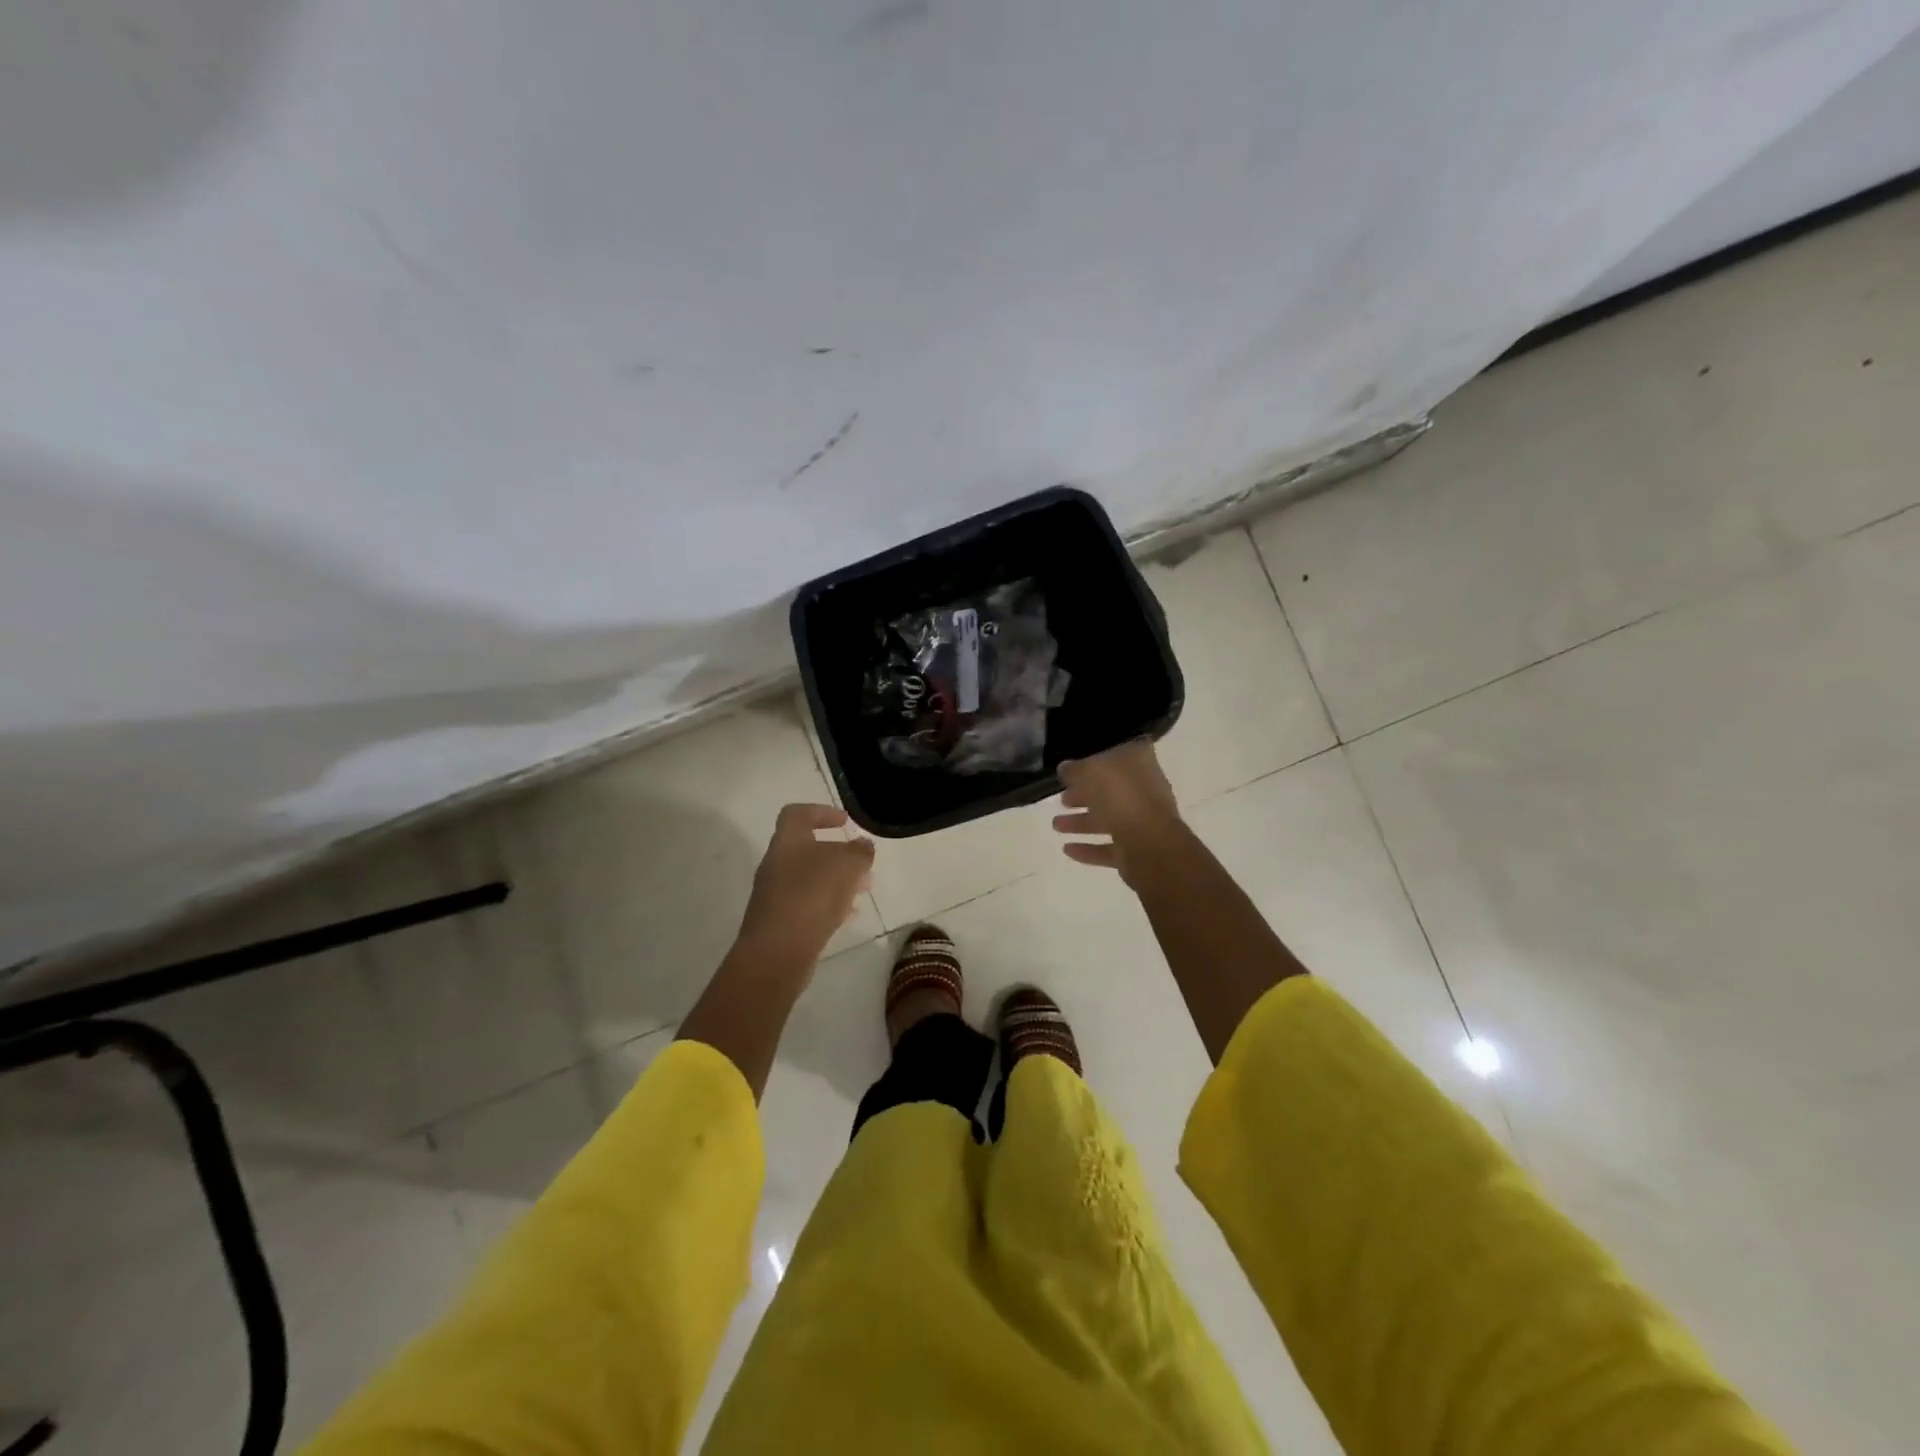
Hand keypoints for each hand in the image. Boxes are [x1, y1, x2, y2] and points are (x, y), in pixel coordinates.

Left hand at [735, 804, 875, 967]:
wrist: (777, 952)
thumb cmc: (812, 896)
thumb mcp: (847, 866)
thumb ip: (859, 851)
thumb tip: (862, 845)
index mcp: (787, 842)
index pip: (798, 814)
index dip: (821, 812)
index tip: (845, 822)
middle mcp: (776, 864)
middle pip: (807, 849)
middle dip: (838, 854)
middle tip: (863, 863)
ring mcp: (775, 894)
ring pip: (810, 878)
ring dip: (837, 880)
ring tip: (863, 889)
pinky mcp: (780, 922)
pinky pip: (807, 904)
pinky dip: (829, 904)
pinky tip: (848, 915)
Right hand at [1052, 740, 1183, 885]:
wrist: (1148, 843)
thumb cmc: (1121, 796)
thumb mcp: (1089, 772)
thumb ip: (1075, 769)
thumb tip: (1065, 768)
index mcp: (1140, 764)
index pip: (1117, 756)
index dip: (1094, 761)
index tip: (1073, 769)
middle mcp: (1145, 791)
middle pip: (1110, 791)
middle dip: (1084, 795)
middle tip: (1062, 799)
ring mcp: (1143, 822)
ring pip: (1108, 819)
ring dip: (1081, 822)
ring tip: (1056, 825)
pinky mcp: (1136, 851)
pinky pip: (1108, 848)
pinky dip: (1088, 848)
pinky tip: (1067, 849)